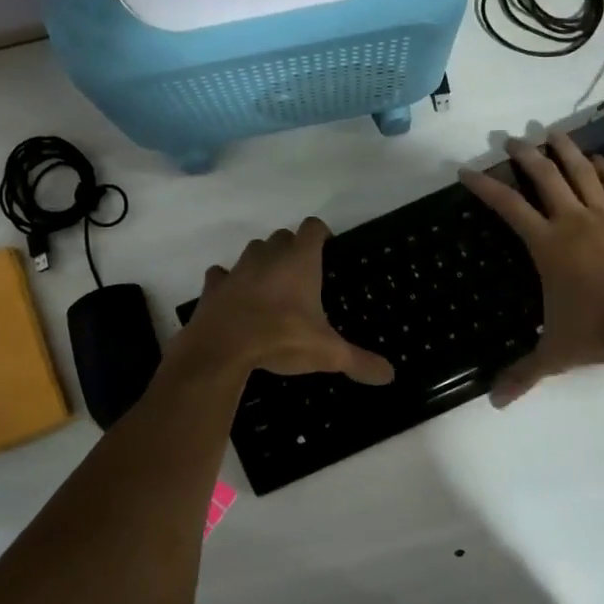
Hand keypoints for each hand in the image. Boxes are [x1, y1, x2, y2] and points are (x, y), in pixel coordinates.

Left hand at [176, 217, 394, 384]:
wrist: (222, 349)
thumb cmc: (281, 339)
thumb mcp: (327, 353)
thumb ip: (359, 361)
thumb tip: (390, 375)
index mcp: (299, 261)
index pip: (313, 227)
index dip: (321, 234)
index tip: (327, 250)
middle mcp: (268, 255)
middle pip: (282, 236)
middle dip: (292, 249)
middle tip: (302, 276)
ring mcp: (237, 268)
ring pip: (253, 251)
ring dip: (262, 261)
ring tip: (271, 287)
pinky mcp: (214, 285)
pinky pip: (222, 274)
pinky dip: (229, 282)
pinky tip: (235, 299)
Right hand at [460, 133, 603, 405]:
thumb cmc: (599, 330)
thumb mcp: (556, 353)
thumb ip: (524, 373)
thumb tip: (495, 404)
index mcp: (547, 245)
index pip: (508, 207)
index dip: (485, 187)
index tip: (467, 170)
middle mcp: (573, 220)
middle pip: (545, 178)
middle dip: (525, 156)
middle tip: (512, 140)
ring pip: (583, 173)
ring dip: (565, 151)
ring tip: (552, 134)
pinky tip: (603, 160)